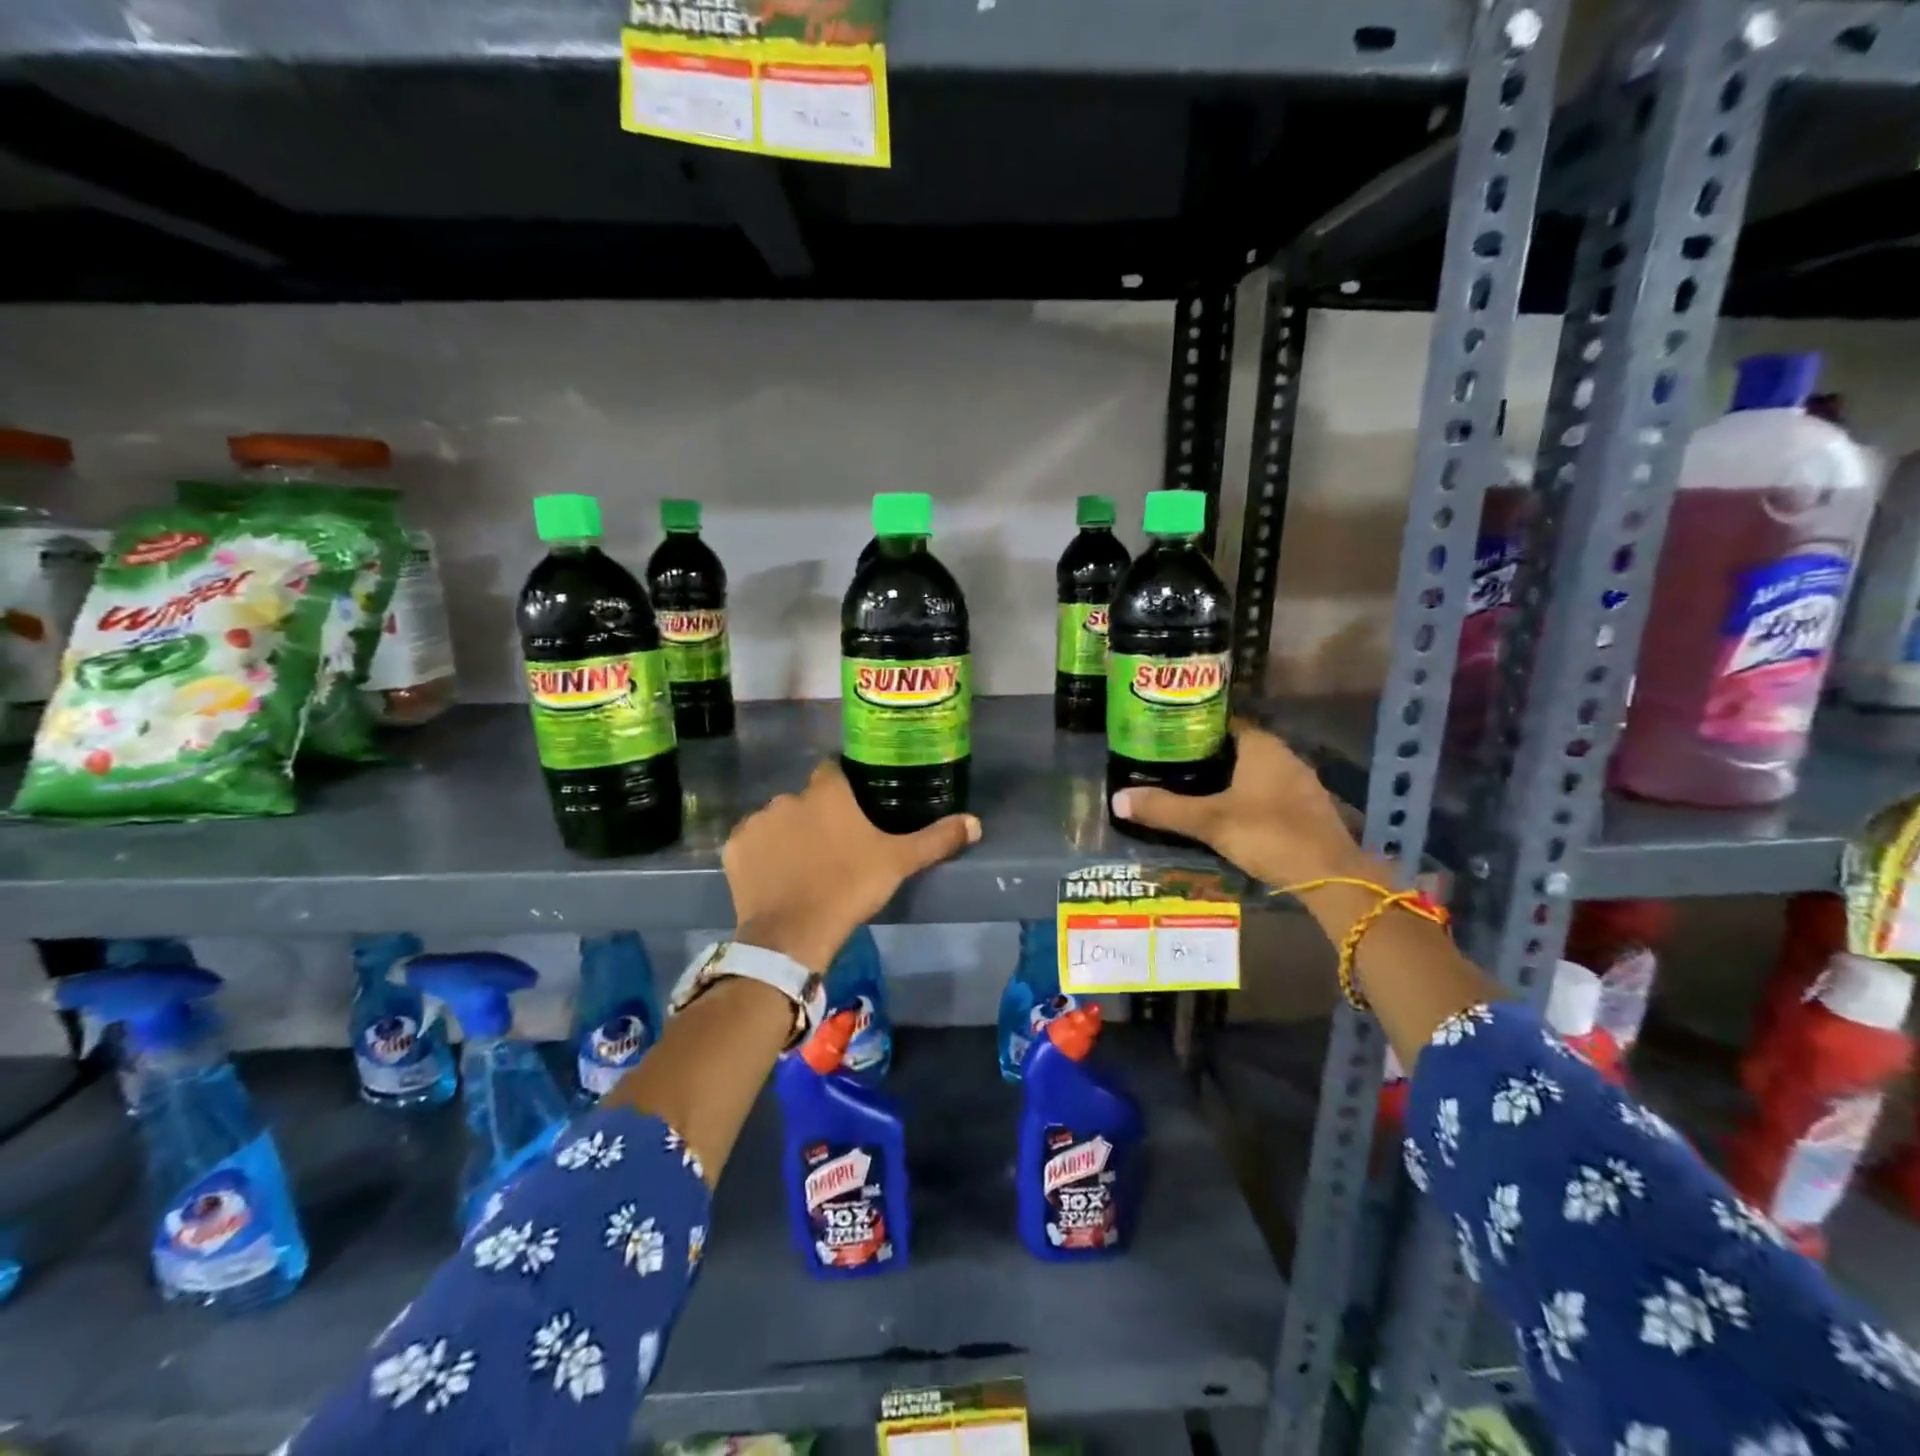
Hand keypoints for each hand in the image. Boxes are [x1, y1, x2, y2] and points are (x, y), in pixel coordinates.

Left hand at [724, 761, 981, 974]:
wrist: (793, 934)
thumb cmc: (849, 888)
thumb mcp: (898, 862)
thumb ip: (936, 839)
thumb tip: (975, 822)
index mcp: (827, 792)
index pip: (834, 771)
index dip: (844, 788)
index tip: (853, 810)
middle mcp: (788, 797)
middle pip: (806, 799)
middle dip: (816, 816)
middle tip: (833, 847)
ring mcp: (756, 822)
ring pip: (777, 820)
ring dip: (788, 835)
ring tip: (802, 867)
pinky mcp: (733, 848)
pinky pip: (750, 844)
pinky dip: (760, 856)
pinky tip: (774, 878)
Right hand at [1111, 722, 1367, 886]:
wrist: (1330, 876)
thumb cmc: (1269, 834)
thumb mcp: (1210, 822)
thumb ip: (1165, 809)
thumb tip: (1117, 799)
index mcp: (1262, 747)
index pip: (1224, 722)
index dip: (1196, 727)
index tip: (1168, 736)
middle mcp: (1284, 756)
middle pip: (1238, 747)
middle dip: (1208, 755)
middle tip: (1171, 765)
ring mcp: (1300, 783)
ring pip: (1255, 772)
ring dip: (1229, 778)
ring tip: (1193, 789)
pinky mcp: (1307, 809)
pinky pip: (1269, 792)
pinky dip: (1247, 797)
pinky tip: (1228, 814)